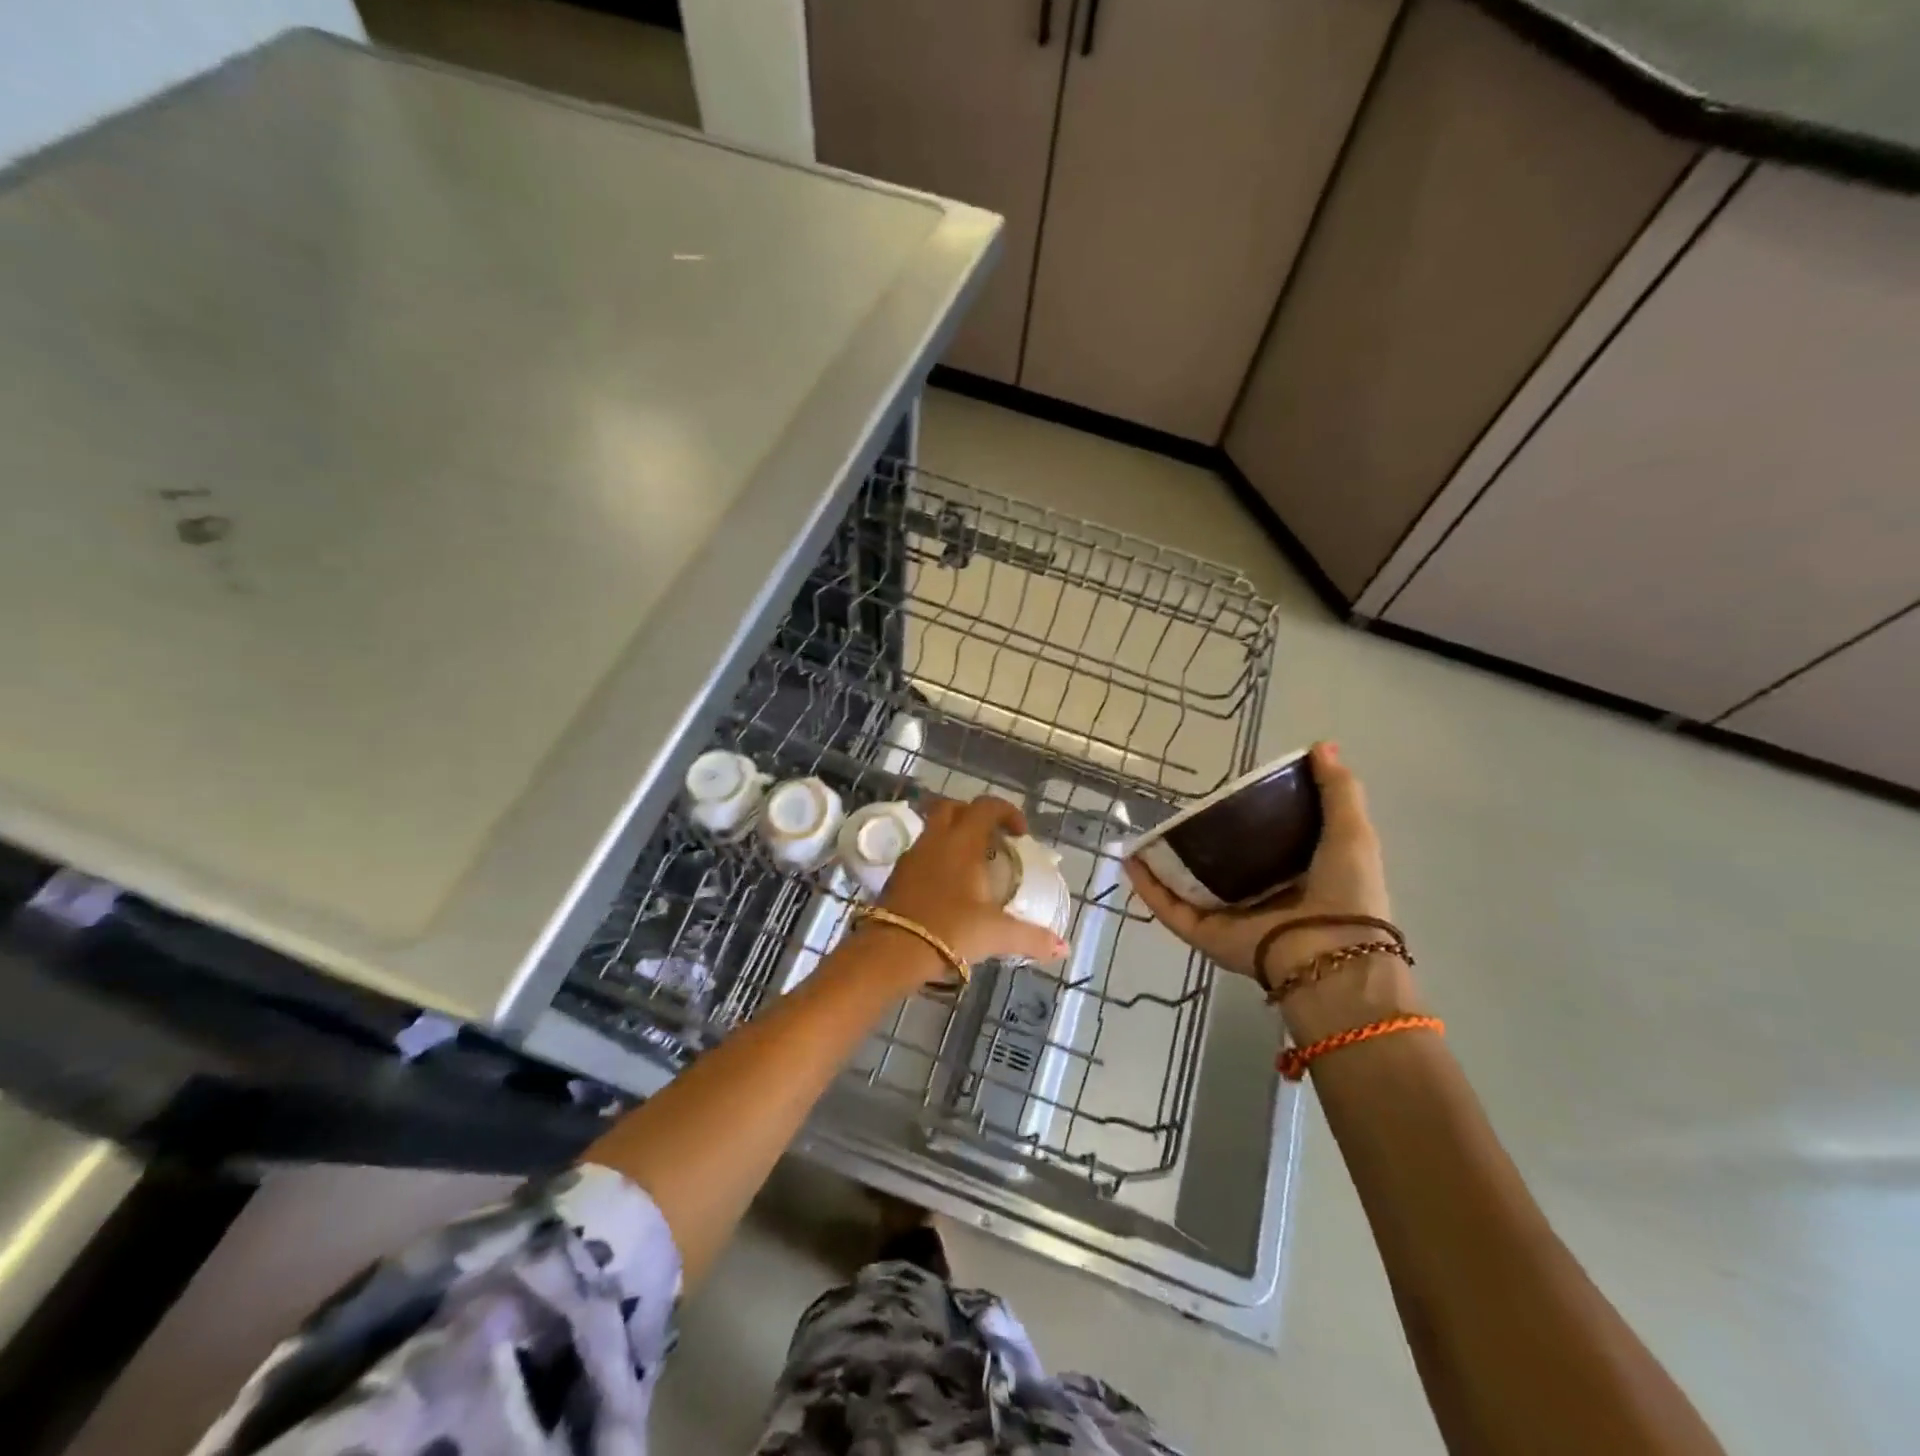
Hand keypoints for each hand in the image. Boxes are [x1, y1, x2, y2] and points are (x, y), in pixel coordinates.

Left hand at [872, 795, 1068, 977]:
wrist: (893, 950)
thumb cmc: (950, 931)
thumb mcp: (996, 934)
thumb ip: (1032, 938)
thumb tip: (1063, 948)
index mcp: (963, 842)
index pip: (986, 807)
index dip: (1007, 812)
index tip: (1020, 834)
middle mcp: (936, 839)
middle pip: (953, 807)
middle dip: (974, 816)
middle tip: (992, 840)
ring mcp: (913, 855)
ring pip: (934, 829)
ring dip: (953, 836)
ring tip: (972, 865)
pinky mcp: (897, 874)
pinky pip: (922, 852)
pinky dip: (938, 858)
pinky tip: (948, 886)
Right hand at [1125, 743, 1422, 1038]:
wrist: (1329, 954)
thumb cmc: (1346, 893)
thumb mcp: (1351, 832)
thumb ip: (1337, 791)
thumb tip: (1322, 745)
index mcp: (1297, 877)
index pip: (1265, 842)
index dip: (1248, 816)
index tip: (1229, 791)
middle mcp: (1260, 897)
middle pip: (1221, 864)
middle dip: (1200, 840)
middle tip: (1181, 811)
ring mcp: (1228, 917)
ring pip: (1186, 885)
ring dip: (1163, 863)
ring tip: (1144, 834)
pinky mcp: (1203, 932)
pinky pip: (1169, 906)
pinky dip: (1147, 886)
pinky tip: (1131, 860)